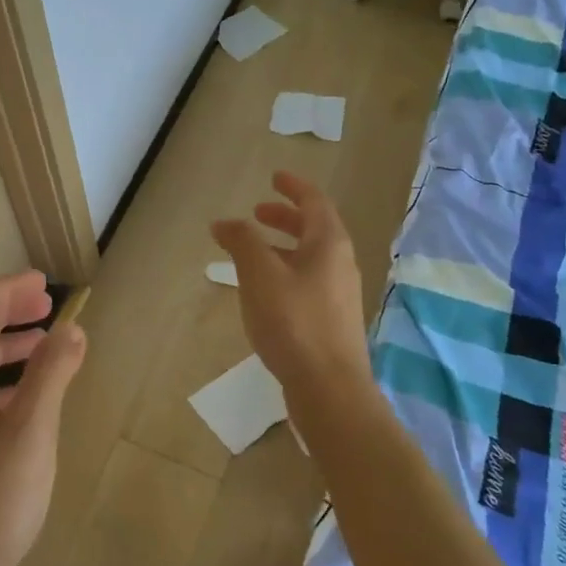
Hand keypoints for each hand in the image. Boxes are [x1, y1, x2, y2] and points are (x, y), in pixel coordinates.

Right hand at [211, 171, 372, 396]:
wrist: (329, 388)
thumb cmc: (294, 322)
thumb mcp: (260, 274)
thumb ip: (242, 242)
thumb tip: (225, 222)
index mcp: (329, 244)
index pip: (314, 202)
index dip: (293, 187)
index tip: (274, 177)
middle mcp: (340, 264)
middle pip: (314, 229)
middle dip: (285, 217)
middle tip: (257, 214)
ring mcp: (339, 295)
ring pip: (309, 258)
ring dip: (282, 247)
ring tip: (252, 252)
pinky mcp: (331, 321)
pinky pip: (307, 282)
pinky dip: (284, 272)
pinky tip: (264, 292)